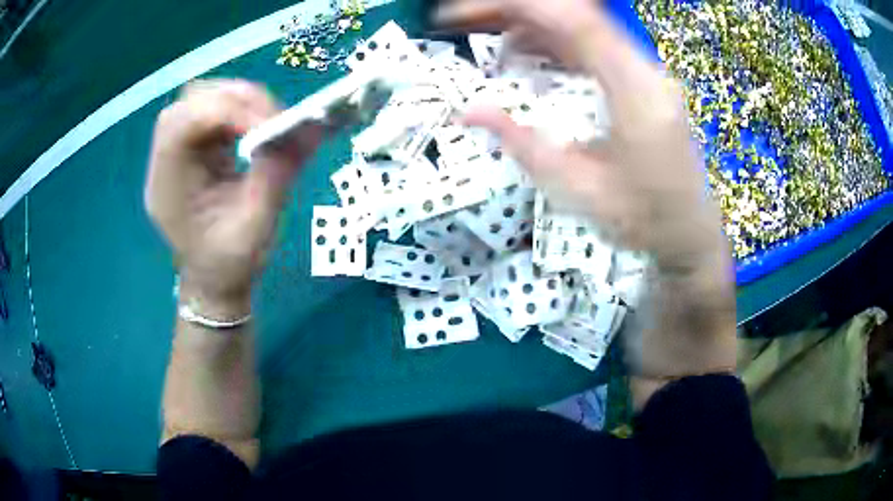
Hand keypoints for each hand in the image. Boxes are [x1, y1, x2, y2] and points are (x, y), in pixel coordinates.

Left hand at [145, 80, 322, 311]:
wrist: (213, 281)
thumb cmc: (229, 264)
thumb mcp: (256, 226)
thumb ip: (277, 173)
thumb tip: (308, 128)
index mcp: (168, 188)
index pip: (183, 124)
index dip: (225, 111)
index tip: (267, 123)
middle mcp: (165, 162)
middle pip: (190, 101)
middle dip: (234, 99)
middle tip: (271, 116)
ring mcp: (177, 152)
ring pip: (202, 99)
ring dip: (238, 101)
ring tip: (267, 119)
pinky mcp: (192, 148)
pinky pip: (212, 111)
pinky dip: (238, 109)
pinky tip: (254, 125)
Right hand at [441, 0, 728, 271]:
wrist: (690, 232)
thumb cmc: (643, 220)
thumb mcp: (578, 191)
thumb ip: (523, 145)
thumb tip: (469, 112)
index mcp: (635, 91)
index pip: (573, 20)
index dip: (514, 7)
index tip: (462, 15)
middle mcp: (643, 69)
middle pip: (574, 13)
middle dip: (513, 10)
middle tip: (462, 21)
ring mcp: (643, 71)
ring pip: (581, 24)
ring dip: (528, 23)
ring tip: (482, 33)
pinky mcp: (639, 79)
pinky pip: (590, 43)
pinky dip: (550, 39)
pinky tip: (521, 53)